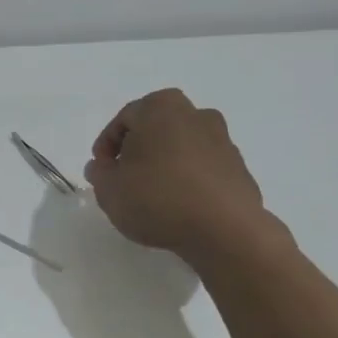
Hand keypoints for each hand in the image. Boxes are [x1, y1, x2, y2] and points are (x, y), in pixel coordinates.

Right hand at [84, 89, 278, 257]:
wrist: (224, 229)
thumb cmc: (157, 199)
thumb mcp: (109, 190)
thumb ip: (99, 174)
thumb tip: (102, 166)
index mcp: (160, 108)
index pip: (123, 120)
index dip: (107, 146)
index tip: (101, 171)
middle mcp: (195, 114)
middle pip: (156, 128)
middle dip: (138, 149)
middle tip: (124, 177)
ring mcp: (222, 139)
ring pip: (181, 145)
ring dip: (165, 163)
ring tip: (152, 194)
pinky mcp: (238, 167)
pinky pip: (203, 167)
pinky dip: (188, 178)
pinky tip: (179, 204)